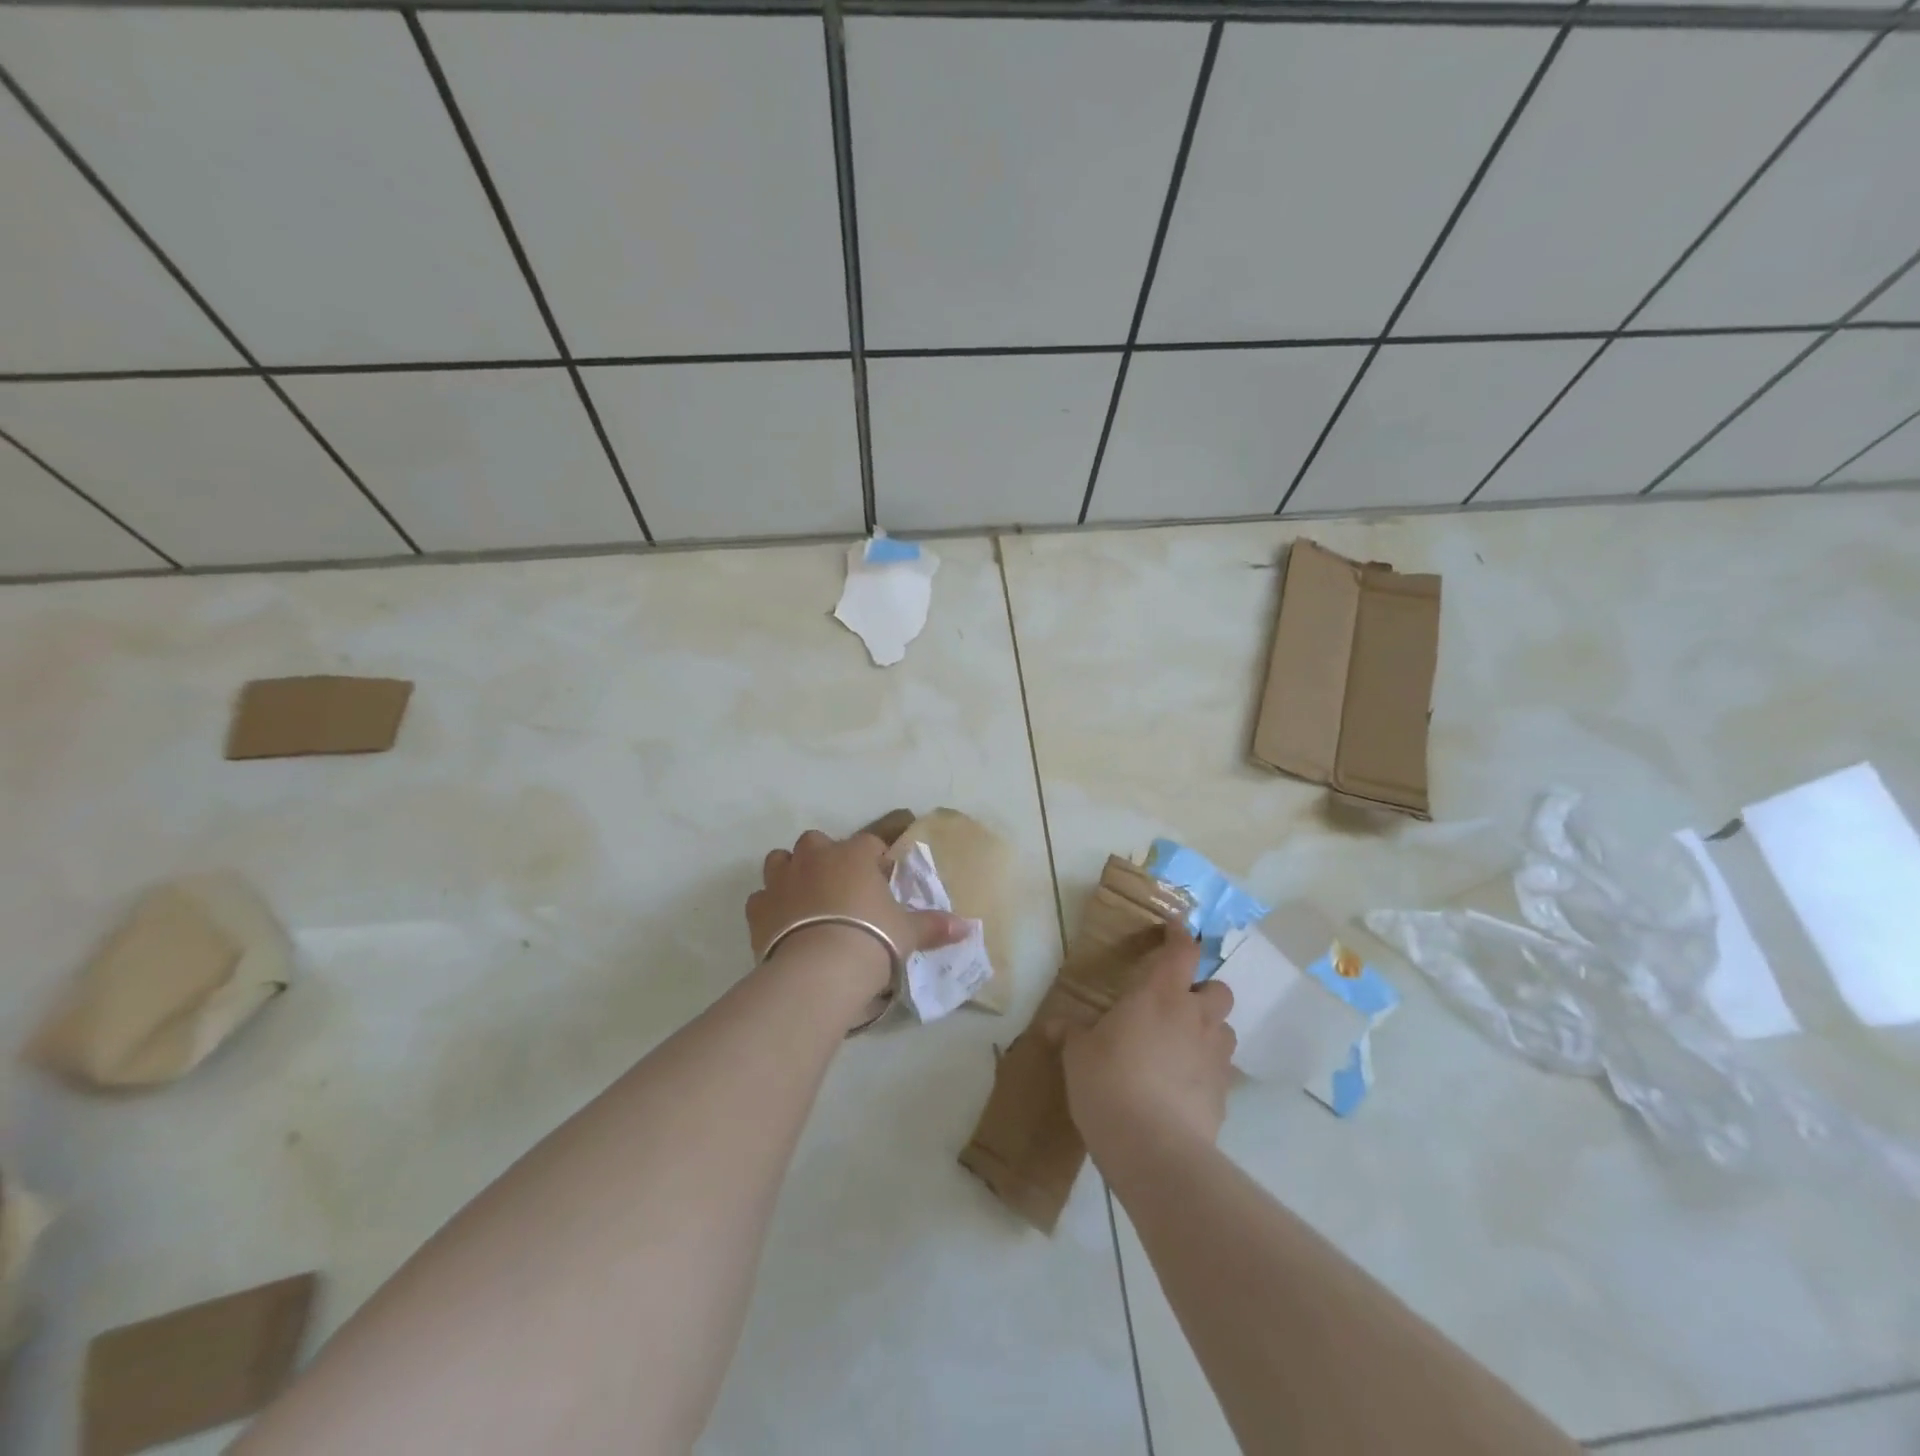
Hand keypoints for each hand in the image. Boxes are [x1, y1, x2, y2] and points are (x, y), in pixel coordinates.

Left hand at [746, 829, 966, 998]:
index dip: (876, 859)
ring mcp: (782, 880)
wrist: (819, 970)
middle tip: (841, 888)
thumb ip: (933, 926)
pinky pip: (761, 898)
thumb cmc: (872, 939)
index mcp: (853, 854)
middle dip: (827, 858)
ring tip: (806, 898)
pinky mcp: (758, 909)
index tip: (883, 879)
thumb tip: (968, 926)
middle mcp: (815, 857)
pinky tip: (781, 925)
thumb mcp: (908, 933)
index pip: (870, 842)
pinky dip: (770, 906)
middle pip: (817, 842)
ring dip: (792, 872)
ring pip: (780, 860)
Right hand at [1061, 926, 1235, 1166]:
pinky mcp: (1224, 1094)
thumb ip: (1071, 1034)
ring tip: (1181, 1046)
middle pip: (1218, 988)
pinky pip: (1221, 1069)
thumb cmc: (1109, 1083)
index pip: (1182, 951)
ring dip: (1208, 1030)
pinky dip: (1206, 1069)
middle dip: (1203, 991)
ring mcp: (1215, 1056)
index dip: (1179, 935)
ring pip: (1225, 1028)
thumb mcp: (1078, 1055)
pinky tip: (1182, 1087)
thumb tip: (1052, 1026)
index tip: (1173, 929)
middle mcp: (1195, 1017)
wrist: (1154, 1149)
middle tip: (1176, 1004)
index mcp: (1160, 995)